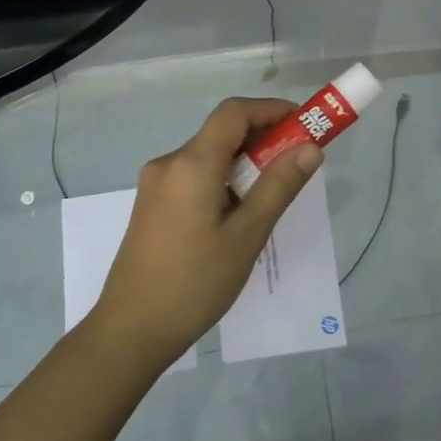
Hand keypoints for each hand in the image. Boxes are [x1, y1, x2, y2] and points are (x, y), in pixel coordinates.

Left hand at [90, 97, 323, 365]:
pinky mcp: (152, 205)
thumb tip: (310, 148)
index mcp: (191, 164)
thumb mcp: (246, 235)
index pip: (235, 112)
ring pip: (208, 157)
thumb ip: (279, 187)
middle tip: (298, 164)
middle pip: (221, 133)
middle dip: (264, 139)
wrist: (131, 330)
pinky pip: (194, 177)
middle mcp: (169, 164)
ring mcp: (156, 185)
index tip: (305, 126)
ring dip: (244, 164)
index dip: (272, 110)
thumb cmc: (194, 283)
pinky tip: (239, 216)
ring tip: (273, 197)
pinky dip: (223, 181)